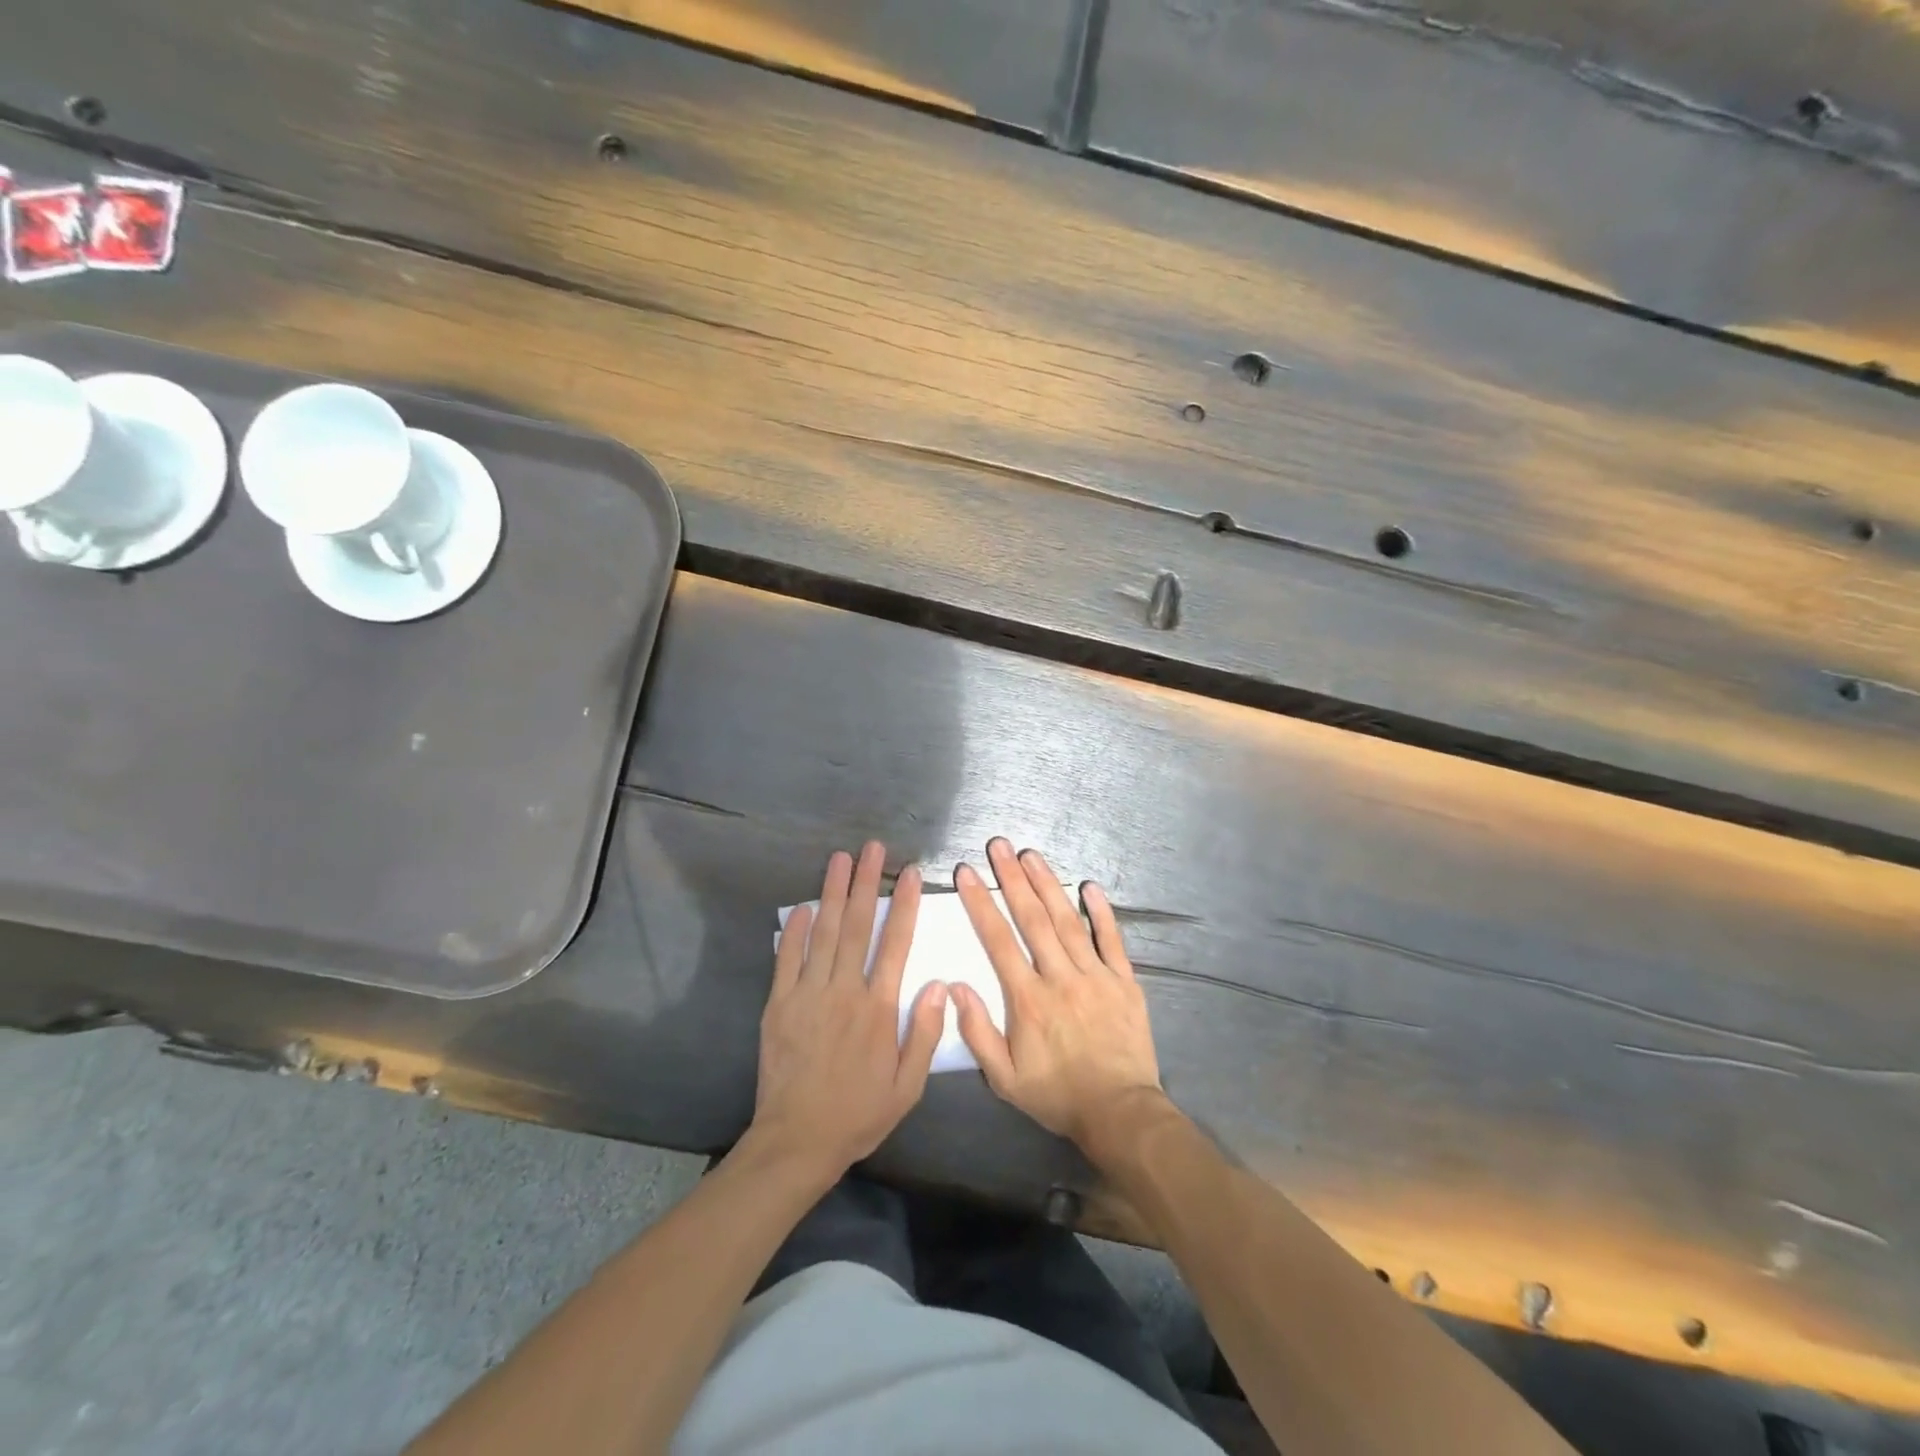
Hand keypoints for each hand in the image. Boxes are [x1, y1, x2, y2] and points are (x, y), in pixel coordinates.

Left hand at [750, 841, 947, 1180]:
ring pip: (823, 933)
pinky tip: (802, 906)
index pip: (895, 943)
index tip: (909, 873)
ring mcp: (807, 994)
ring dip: (832, 892)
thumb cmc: (859, 1113)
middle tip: (871, 848)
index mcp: (878, 1008)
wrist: (797, 1140)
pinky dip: (795, 930)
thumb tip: (937, 984)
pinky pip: (787, 958)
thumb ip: (923, 1033)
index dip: (904, 904)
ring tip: (839, 859)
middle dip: (865, 882)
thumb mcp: (907, 1086)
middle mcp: (844, 990)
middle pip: (857, 925)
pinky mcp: (779, 1004)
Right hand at [951, 838, 1162, 1152]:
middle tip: (999, 845)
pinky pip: (1112, 939)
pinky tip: (1089, 885)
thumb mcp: (1005, 1078)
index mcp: (1027, 998)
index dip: (980, 902)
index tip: (967, 872)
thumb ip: (977, 1031)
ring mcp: (1095, 975)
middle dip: (1012, 878)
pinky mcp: (1124, 981)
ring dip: (1048, 884)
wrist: (1120, 1112)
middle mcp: (1059, 977)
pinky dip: (1101, 911)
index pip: (998, 940)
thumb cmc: (1057, 1094)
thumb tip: (953, 986)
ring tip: (1031, 854)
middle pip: (1032, 918)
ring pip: (1067, 920)